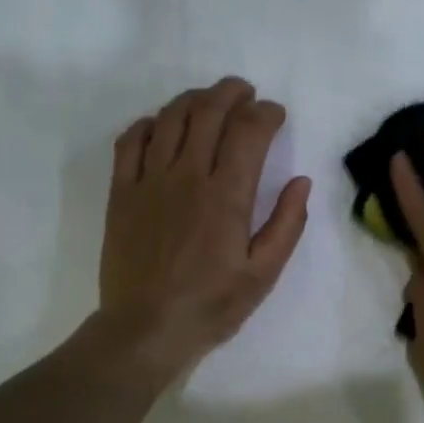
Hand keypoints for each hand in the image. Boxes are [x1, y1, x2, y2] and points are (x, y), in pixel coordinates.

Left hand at [97, 78, 310, 383]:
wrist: (145, 330)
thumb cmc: (212, 305)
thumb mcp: (264, 273)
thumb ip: (286, 224)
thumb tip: (301, 182)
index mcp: (226, 196)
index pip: (248, 132)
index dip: (266, 113)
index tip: (276, 114)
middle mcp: (186, 176)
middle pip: (208, 112)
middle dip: (232, 93)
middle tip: (246, 93)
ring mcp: (148, 181)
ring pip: (170, 118)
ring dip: (194, 99)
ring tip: (209, 100)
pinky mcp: (121, 193)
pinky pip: (130, 142)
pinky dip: (148, 123)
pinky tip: (161, 125)